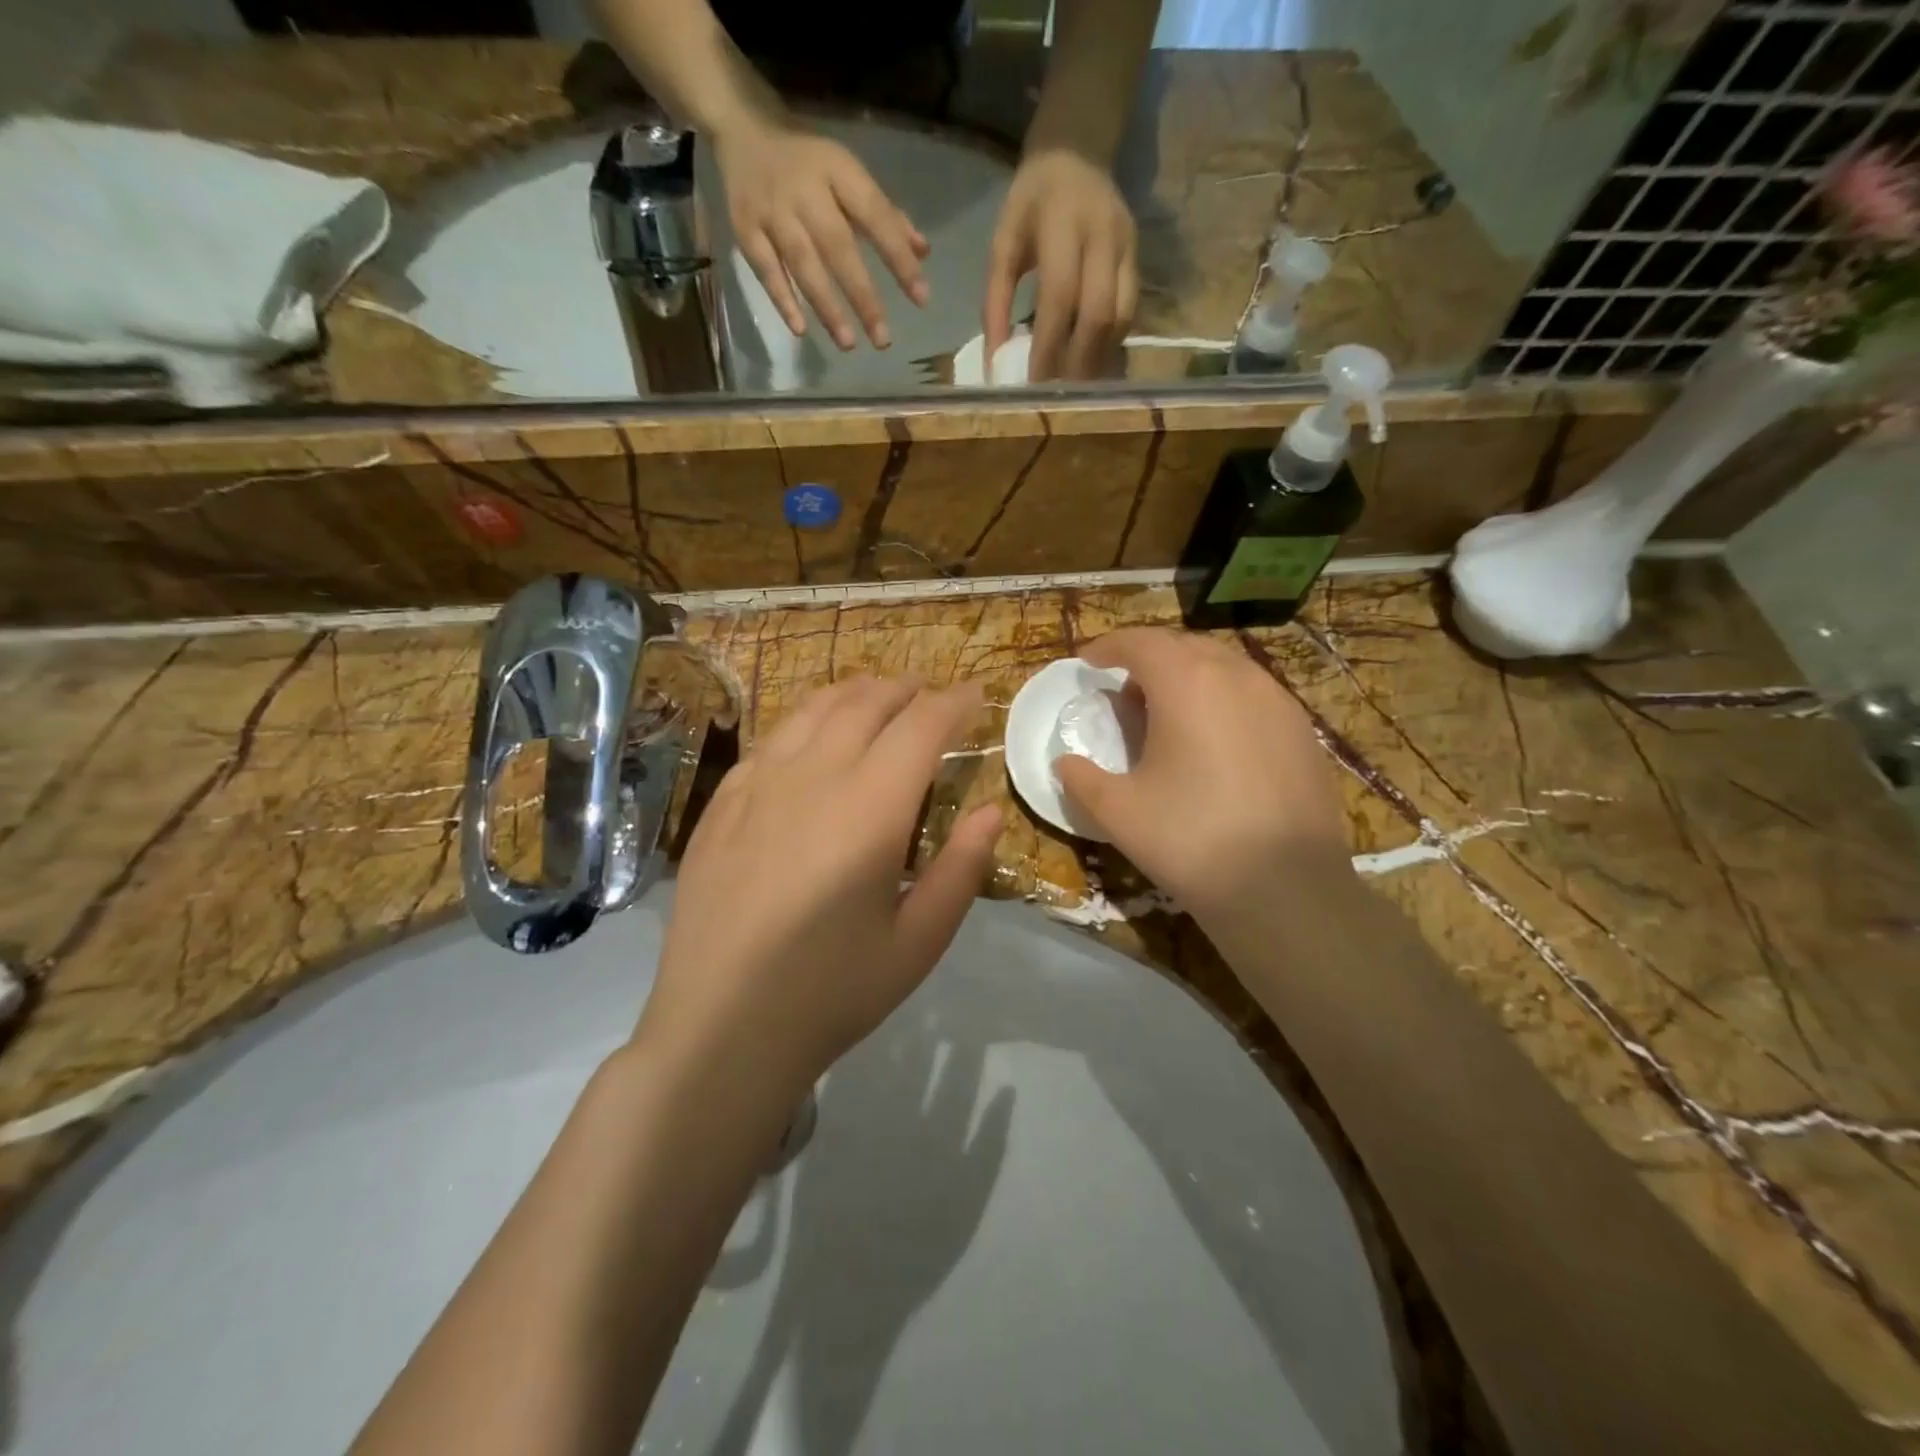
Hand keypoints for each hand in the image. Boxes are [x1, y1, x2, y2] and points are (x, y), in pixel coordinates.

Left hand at [637, 677, 1000, 1099]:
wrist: (720, 1029)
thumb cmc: (832, 992)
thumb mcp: (918, 943)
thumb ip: (962, 869)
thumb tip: (991, 811)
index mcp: (869, 808)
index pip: (921, 726)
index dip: (953, 702)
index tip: (975, 694)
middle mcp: (813, 777)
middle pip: (866, 702)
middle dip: (906, 688)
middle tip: (931, 695)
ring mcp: (758, 785)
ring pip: (813, 709)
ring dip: (854, 692)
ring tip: (878, 696)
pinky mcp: (722, 803)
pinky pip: (770, 738)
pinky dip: (805, 720)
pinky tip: (811, 736)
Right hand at [714, 119, 930, 350]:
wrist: (741, 128)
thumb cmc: (809, 163)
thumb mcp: (848, 175)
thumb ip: (885, 216)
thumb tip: (922, 253)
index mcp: (837, 170)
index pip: (875, 216)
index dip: (898, 258)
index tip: (921, 297)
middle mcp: (804, 190)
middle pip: (838, 247)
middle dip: (863, 296)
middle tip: (883, 339)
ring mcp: (772, 210)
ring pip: (803, 264)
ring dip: (826, 307)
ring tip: (848, 344)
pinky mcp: (745, 228)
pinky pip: (766, 269)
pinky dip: (782, 299)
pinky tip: (800, 329)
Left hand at [984, 149, 1137, 380]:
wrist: (1080, 150)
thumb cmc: (1032, 201)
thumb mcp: (1003, 242)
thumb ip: (994, 301)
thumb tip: (994, 362)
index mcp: (1064, 224)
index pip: (1061, 297)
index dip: (1049, 346)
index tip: (1033, 385)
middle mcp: (1104, 236)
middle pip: (1100, 315)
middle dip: (1078, 362)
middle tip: (1057, 397)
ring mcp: (1128, 248)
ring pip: (1121, 319)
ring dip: (1097, 360)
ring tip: (1074, 388)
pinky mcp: (1140, 258)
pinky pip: (1129, 314)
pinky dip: (1108, 346)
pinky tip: (1089, 364)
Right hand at [1053, 629, 1350, 922]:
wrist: (1287, 891)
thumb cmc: (1191, 840)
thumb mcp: (1118, 812)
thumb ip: (1081, 779)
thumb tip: (1065, 763)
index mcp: (1187, 683)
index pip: (1140, 643)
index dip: (1108, 646)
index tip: (1088, 661)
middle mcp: (1236, 676)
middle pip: (1182, 646)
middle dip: (1146, 657)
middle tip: (1122, 688)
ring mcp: (1277, 700)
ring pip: (1222, 666)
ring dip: (1186, 675)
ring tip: (1165, 711)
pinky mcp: (1302, 730)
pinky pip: (1251, 693)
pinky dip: (1220, 698)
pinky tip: (1212, 739)